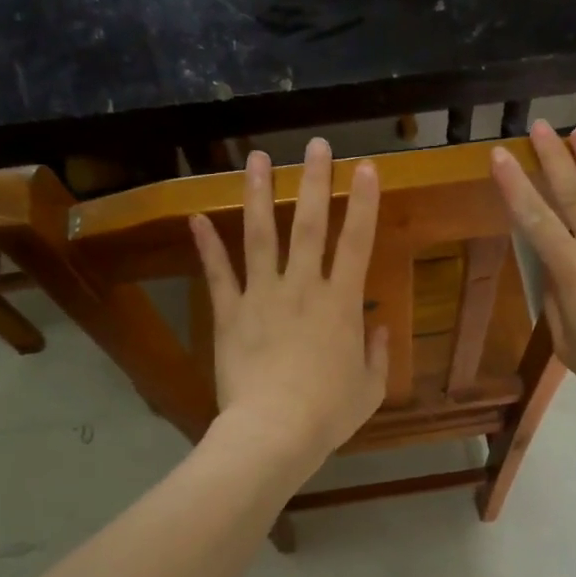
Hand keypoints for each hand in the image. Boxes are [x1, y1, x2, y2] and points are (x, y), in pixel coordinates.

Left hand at [191, 138, 388, 469]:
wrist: (274, 432)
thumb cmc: (329, 413)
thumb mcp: (370, 388)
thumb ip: (378, 354)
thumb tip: (379, 327)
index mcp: (341, 303)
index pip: (357, 242)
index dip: (363, 202)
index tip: (366, 167)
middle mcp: (302, 287)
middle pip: (308, 225)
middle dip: (314, 181)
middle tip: (315, 145)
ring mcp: (262, 296)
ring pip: (260, 236)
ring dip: (258, 194)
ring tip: (256, 158)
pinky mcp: (230, 313)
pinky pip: (218, 274)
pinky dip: (207, 245)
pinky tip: (196, 216)